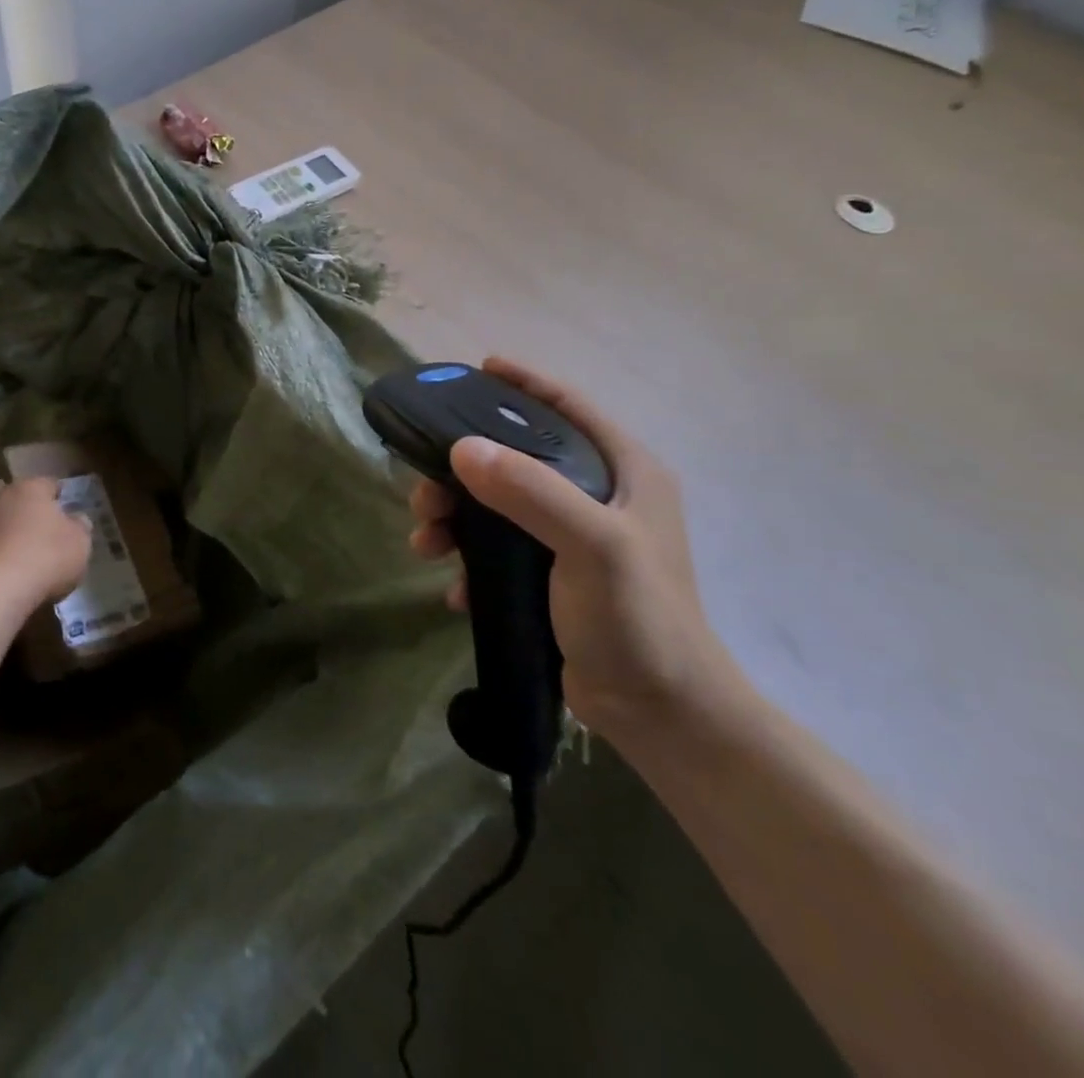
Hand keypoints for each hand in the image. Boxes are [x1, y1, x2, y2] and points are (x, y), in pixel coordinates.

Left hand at [0, 479, 92, 609]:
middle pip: (9, 491)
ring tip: (15, 544)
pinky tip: (2, 562)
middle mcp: (1, 497)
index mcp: (31, 488)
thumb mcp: (80, 543)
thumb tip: (77, 518)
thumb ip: (80, 526)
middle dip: (19, 501)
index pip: (48, 482)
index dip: (58, 494)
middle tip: (32, 519)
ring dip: (1, 524)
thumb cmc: (47, 557)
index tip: (64, 505)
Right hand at [408, 357, 738, 744]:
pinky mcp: (553, 575)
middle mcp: (600, 495)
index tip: (476, 369)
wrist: (659, 714)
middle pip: (518, 457)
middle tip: (424, 489)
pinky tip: (454, 587)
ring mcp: (575, 537)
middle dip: (464, 469)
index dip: (523, 383)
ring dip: (455, 518)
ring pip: (498, 504)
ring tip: (425, 543)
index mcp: (624, 471)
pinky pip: (497, 548)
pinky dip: (470, 560)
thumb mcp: (591, 545)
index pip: (568, 406)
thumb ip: (530, 490)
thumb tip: (461, 449)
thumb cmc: (637, 618)